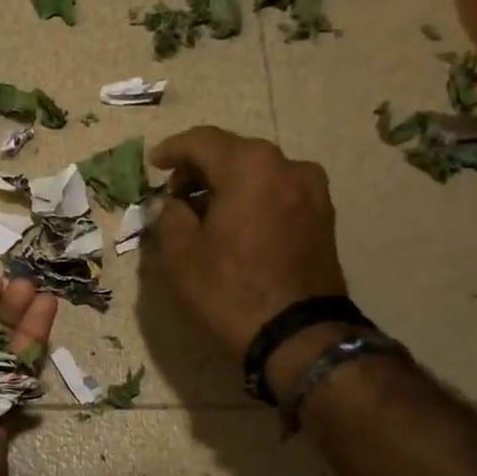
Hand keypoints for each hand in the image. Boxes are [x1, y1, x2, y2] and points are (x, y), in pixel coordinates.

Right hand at [146, 127, 346, 355]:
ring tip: (204, 214)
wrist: (298, 334)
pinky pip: (278, 194)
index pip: (203, 141)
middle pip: (234, 153)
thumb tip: (170, 204)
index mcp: (250, 166)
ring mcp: (312, 190)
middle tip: (175, 194)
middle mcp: (287, 165)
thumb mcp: (182, 255)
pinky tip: (235, 225)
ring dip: (228, 186)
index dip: (173, 150)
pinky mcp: (323, 217)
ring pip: (258, 174)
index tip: (154, 164)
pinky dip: (252, 200)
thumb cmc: (231, 289)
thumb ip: (169, 217)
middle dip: (201, 170)